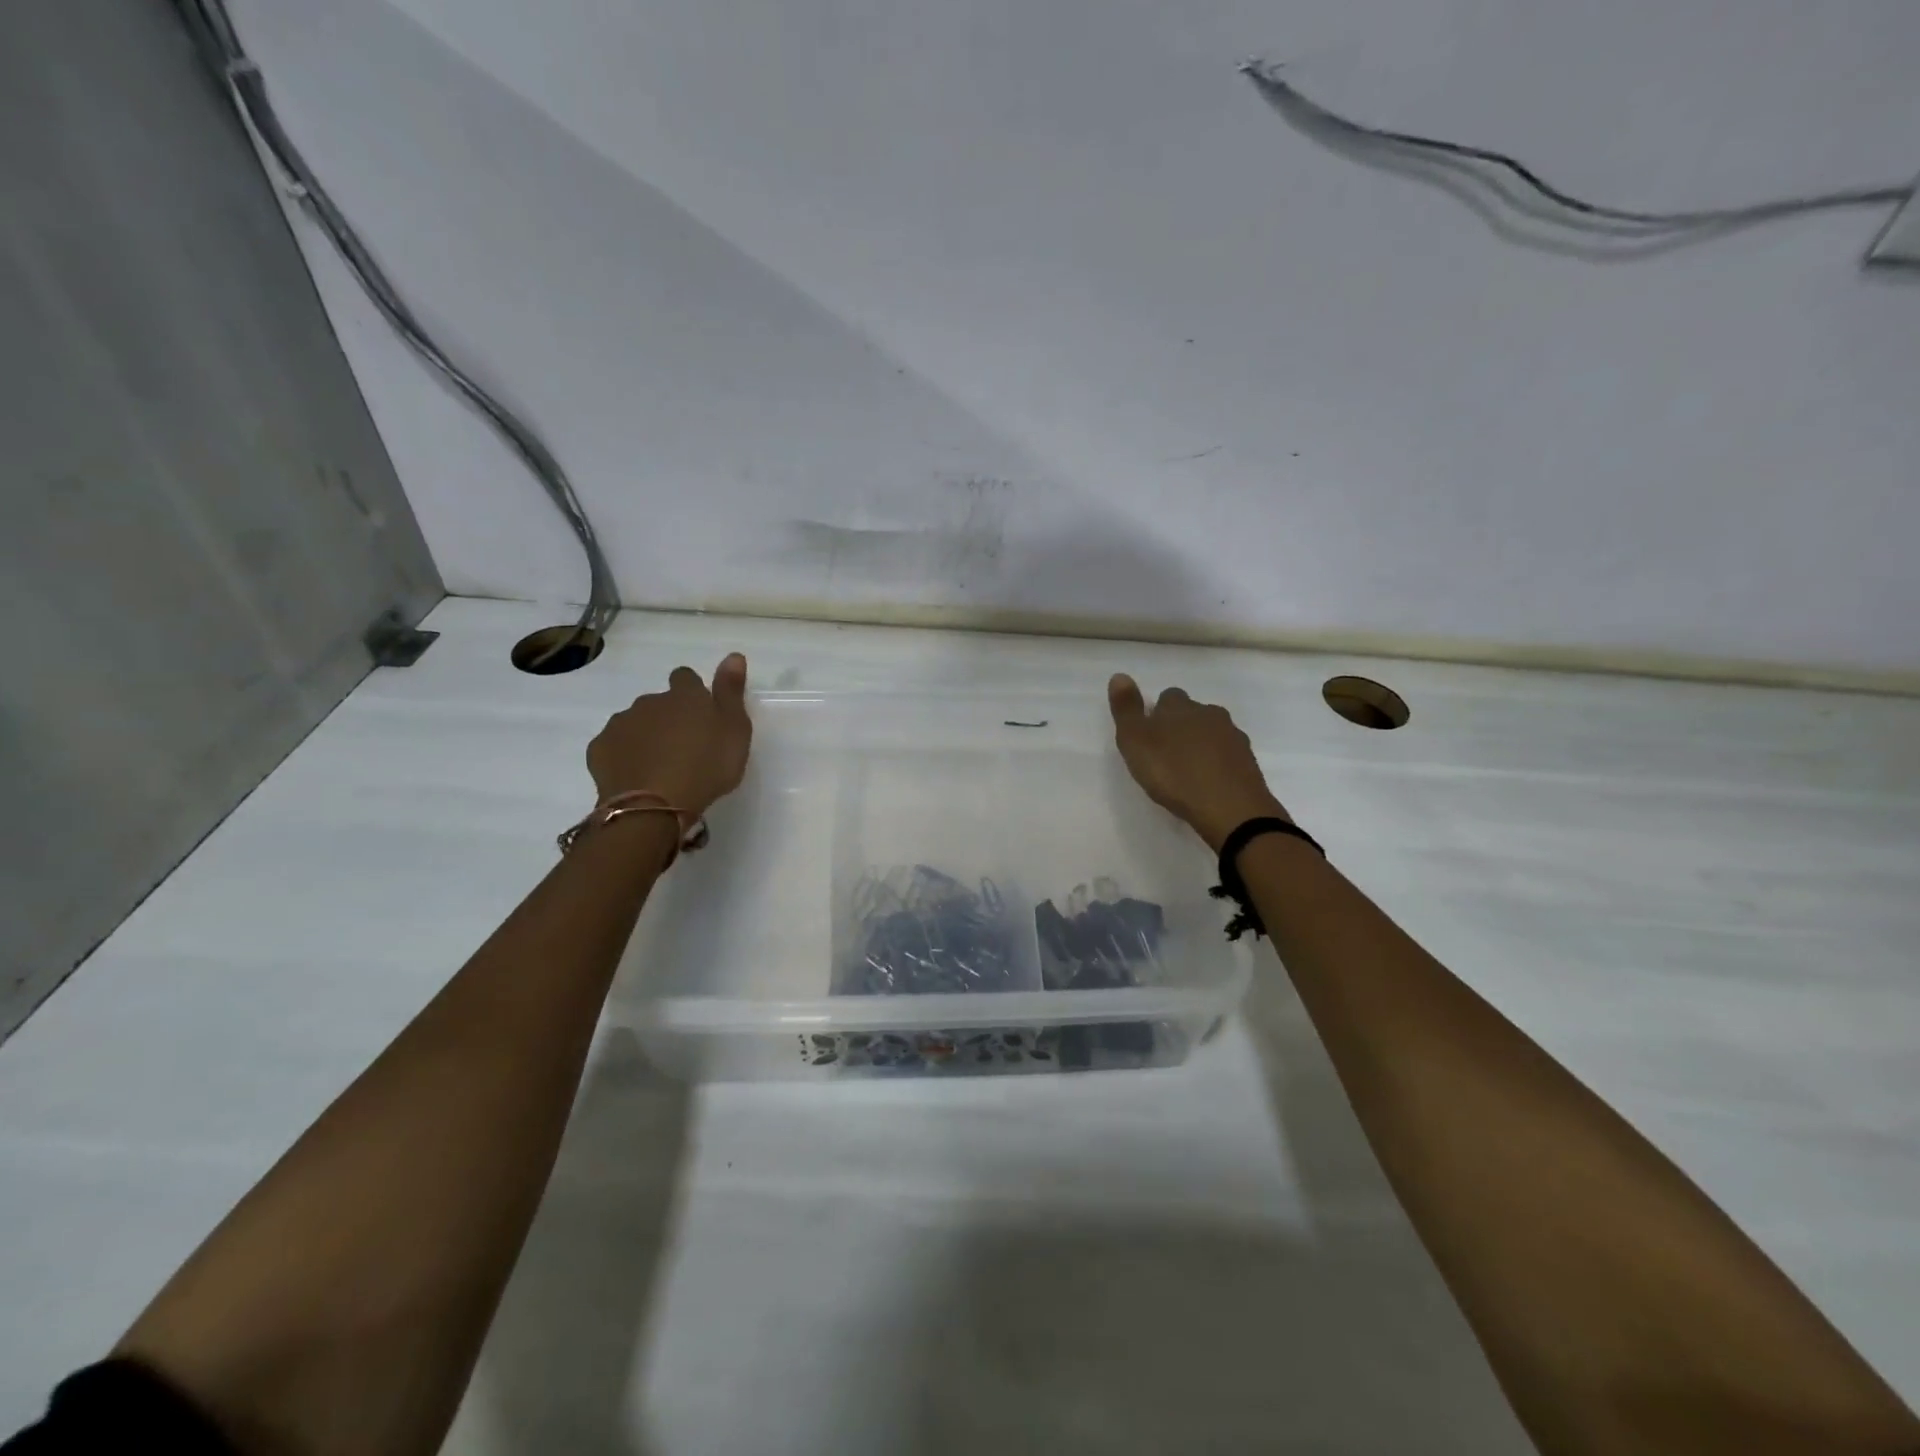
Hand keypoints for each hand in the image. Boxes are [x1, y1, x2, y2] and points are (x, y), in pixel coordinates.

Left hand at [587, 654, 752, 815]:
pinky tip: (636, 775)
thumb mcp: (735, 730)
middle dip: (668, 718)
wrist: (654, 804)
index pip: (685, 678)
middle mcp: (649, 702)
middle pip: (659, 703)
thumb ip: (731, 692)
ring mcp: (620, 724)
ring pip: (635, 723)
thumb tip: (734, 655)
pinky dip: (624, 755)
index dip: (692, 692)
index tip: (700, 713)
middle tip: (684, 748)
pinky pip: (614, 746)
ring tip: (661, 765)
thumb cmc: (706, 766)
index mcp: (684, 696)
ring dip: (646, 736)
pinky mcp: (600, 749)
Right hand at [1108, 674, 1288, 851]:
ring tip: (1187, 770)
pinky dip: (1217, 763)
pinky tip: (1209, 782)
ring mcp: (1233, 737)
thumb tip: (1119, 675)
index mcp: (1180, 708)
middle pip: (1193, 713)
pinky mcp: (1248, 762)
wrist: (1229, 807)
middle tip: (1166, 754)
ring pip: (1213, 732)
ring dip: (1201, 745)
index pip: (1168, 697)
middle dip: (1181, 727)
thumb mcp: (1136, 742)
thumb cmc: (1174, 774)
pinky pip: (1228, 755)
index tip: (1149, 735)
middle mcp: (1210, 714)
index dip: (1157, 713)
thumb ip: (1127, 709)